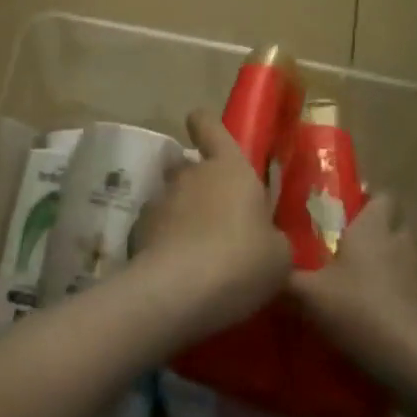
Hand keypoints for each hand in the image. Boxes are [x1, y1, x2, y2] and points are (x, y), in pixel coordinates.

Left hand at [131, 109, 291, 343]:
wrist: (180, 291)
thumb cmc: (242, 261)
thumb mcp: (278, 255)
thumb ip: (271, 237)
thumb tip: (264, 238)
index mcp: (229, 168)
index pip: (208, 125)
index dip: (206, 126)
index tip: (206, 134)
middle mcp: (190, 174)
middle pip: (190, 166)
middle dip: (200, 186)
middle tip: (219, 219)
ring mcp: (160, 199)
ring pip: (172, 197)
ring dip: (182, 215)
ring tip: (197, 251)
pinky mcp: (138, 229)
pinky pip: (155, 227)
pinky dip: (163, 241)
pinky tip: (176, 270)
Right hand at [288, 195, 416, 393]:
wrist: (415, 360)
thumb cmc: (360, 310)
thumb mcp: (308, 294)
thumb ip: (285, 277)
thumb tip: (265, 267)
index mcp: (373, 228)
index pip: (381, 196)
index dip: (366, 198)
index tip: (343, 207)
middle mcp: (399, 242)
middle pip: (395, 223)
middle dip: (376, 229)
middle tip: (345, 241)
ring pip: (402, 254)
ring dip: (385, 261)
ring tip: (356, 276)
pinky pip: (408, 286)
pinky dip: (393, 290)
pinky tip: (371, 308)